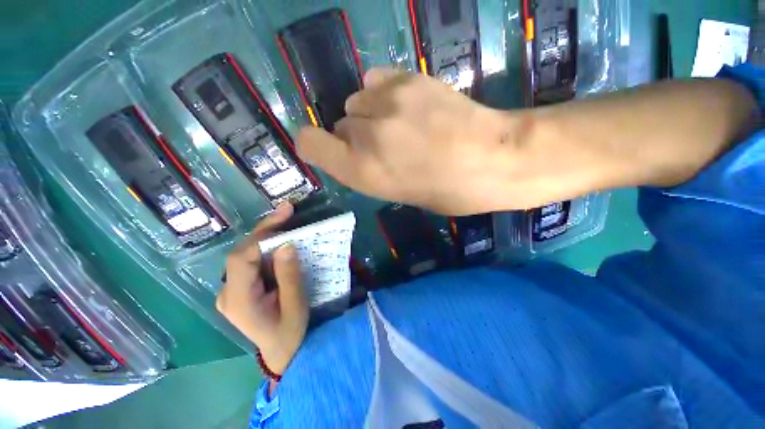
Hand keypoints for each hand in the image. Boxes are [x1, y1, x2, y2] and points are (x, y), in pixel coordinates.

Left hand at [216, 203, 307, 374]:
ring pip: (245, 253)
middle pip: (241, 252)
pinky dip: (266, 246)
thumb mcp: (295, 304)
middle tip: (288, 211)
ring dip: (266, 235)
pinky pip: (250, 260)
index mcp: (239, 300)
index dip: (261, 235)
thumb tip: (286, 244)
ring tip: (286, 219)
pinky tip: (279, 238)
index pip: (241, 259)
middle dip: (265, 230)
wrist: (281, 351)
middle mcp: (227, 292)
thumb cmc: (290, 332)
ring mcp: (231, 290)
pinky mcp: (239, 287)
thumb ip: (289, 275)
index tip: (285, 217)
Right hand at [297, 68, 534, 214]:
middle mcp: (366, 136)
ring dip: (369, 115)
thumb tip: (356, 151)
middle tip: (384, 146)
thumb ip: (369, 171)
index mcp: (363, 172)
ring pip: (356, 102)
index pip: (309, 143)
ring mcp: (386, 103)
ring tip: (398, 124)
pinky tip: (406, 105)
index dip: (313, 144)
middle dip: (355, 137)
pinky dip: (383, 95)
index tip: (329, 149)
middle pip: (339, 125)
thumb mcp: (400, 193)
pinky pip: (375, 82)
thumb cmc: (449, 191)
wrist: (496, 160)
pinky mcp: (408, 78)